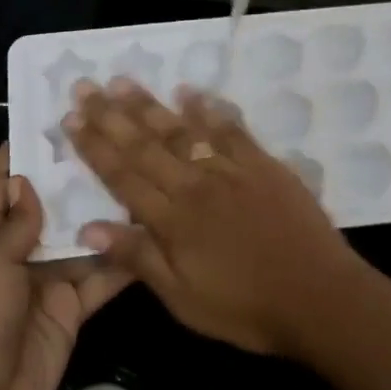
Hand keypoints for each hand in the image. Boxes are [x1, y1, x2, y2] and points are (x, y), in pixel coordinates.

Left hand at [0, 145, 131, 389]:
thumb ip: (14, 226)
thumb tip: (26, 182)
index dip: (10, 159)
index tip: (37, 125)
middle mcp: (19, 256)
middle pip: (47, 211)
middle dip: (69, 182)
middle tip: (105, 144)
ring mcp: (48, 281)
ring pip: (79, 241)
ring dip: (101, 218)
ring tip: (135, 179)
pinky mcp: (73, 308)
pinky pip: (99, 279)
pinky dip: (120, 263)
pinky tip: (148, 237)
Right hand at [62, 80, 368, 356]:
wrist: (319, 297)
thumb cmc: (246, 308)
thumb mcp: (183, 298)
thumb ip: (137, 259)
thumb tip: (88, 227)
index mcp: (172, 219)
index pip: (123, 176)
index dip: (94, 146)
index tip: (71, 118)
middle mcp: (196, 185)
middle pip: (146, 145)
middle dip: (112, 115)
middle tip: (86, 86)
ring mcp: (232, 170)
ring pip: (183, 130)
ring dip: (150, 105)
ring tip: (123, 81)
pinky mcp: (264, 166)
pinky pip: (231, 130)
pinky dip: (209, 109)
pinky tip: (191, 92)